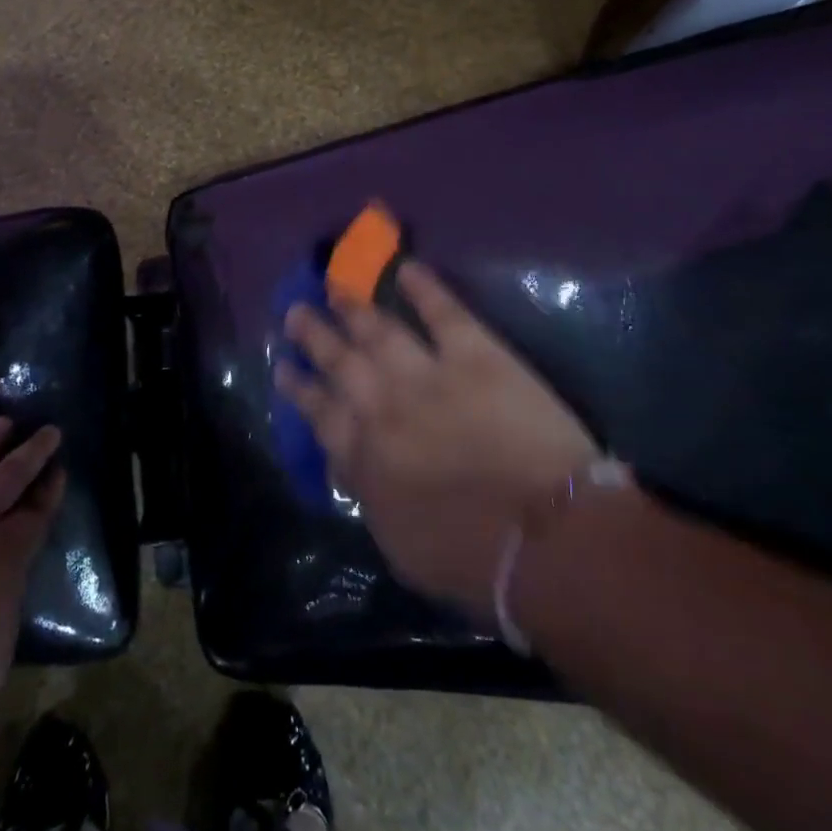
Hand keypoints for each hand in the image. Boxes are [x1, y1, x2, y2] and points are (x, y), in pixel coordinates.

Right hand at [275, 262, 605, 617]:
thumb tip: (354, 465)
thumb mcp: (399, 546)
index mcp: (363, 457)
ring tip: (334, 285)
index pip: (320, 413)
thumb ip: (370, 496)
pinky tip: (406, 268)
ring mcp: (427, 375)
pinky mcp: (477, 356)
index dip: (300, 388)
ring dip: (354, 306)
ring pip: (379, 330)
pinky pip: (443, 312)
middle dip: (314, 335)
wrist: (547, 541)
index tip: (284, 368)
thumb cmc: (475, 562)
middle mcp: (383, 407)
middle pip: (340, 362)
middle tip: (296, 311)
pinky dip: (424, 287)